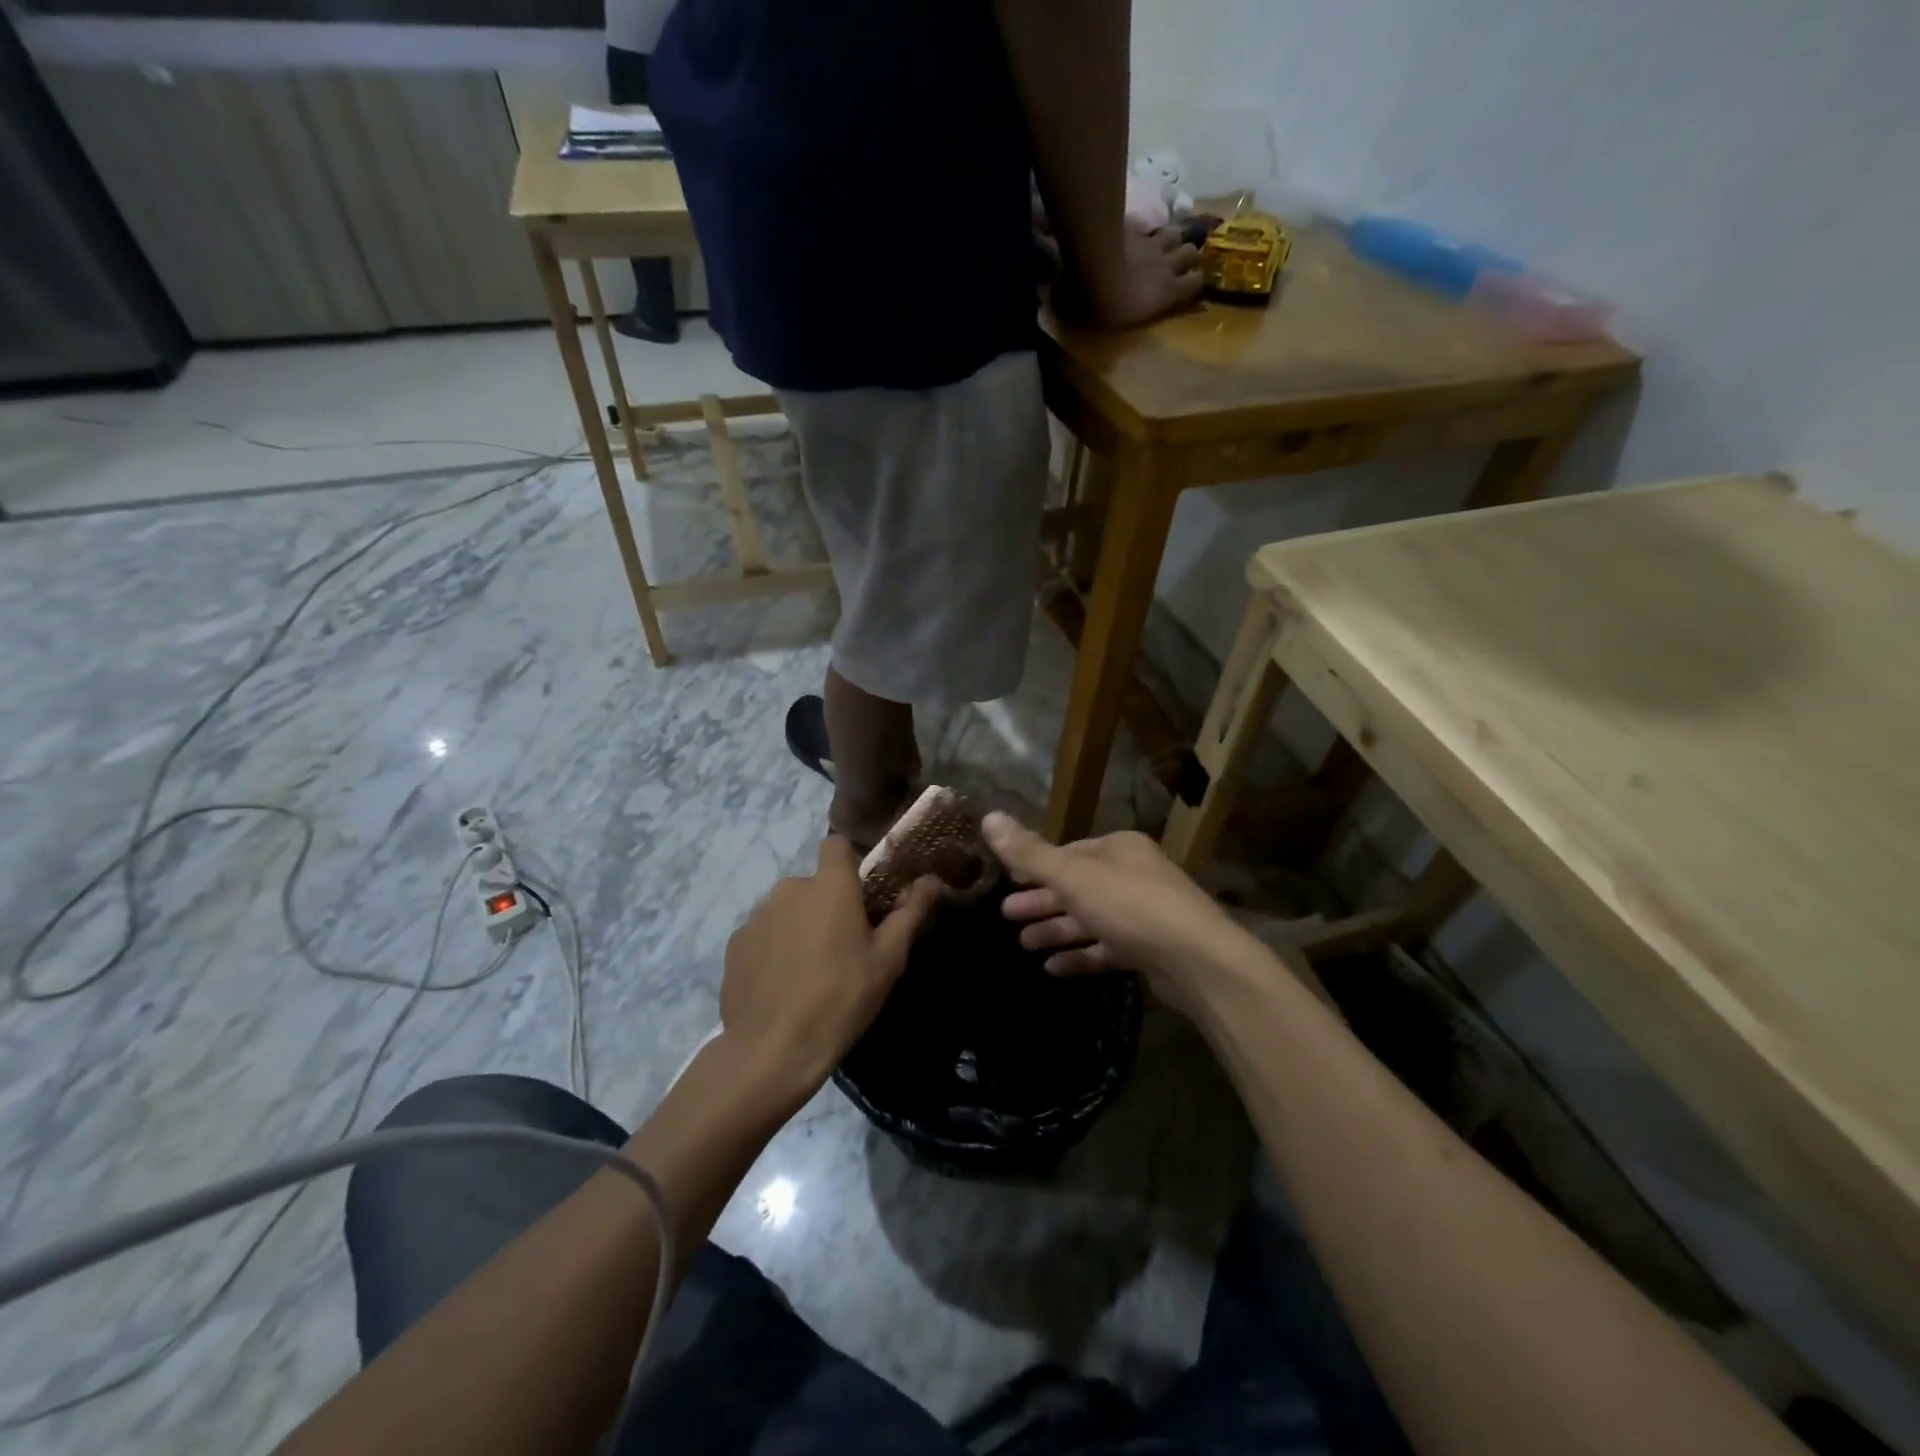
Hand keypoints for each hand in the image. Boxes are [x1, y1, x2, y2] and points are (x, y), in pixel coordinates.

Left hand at [720, 837, 940, 1099]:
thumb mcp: (888, 959)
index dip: (850, 863)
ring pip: (787, 909)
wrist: (771, 1051)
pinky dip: (773, 948)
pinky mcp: (735, 943)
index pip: (837, 844)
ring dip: (799, 926)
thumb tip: (934, 880)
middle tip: (843, 945)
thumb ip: (911, 912)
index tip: (862, 894)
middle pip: (814, 883)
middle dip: (827, 904)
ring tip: (810, 970)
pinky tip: (782, 983)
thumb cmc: (842, 998)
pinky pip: (762, 934)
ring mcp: (757, 915)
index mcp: (830, 885)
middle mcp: (790, 888)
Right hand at [984, 814, 1253, 1013]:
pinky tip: (1054, 968)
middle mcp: (1134, 874)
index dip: (1035, 868)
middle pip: (1077, 886)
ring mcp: (1145, 913)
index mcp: (1118, 848)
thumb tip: (988, 816)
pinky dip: (1081, 955)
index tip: (1007, 884)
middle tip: (1006, 917)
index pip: (1068, 853)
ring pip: (1091, 918)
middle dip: (1042, 901)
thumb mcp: (1073, 876)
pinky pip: (1107, 948)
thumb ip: (1029, 853)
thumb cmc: (1130, 906)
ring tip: (1024, 944)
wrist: (1198, 960)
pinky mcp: (1151, 949)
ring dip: (1057, 929)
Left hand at [1061, 226, 1204, 329]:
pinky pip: (1145, 225)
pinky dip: (1144, 229)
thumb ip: (1136, 316)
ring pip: (1174, 232)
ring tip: (1166, 242)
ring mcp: (1151, 242)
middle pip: (1190, 252)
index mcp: (1167, 291)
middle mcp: (1166, 264)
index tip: (1194, 286)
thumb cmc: (1107, 305)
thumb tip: (1142, 313)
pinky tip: (1137, 232)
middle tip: (1181, 261)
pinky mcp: (1134, 226)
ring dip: (1172, 238)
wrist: (1093, 263)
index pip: (1195, 284)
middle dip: (1188, 256)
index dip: (1197, 284)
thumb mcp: (1120, 324)